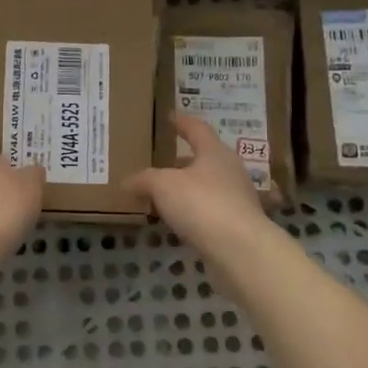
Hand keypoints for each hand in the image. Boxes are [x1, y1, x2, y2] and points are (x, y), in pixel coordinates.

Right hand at [126, 114, 275, 264]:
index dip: (181, 122)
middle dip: (182, 161)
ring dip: (185, 189)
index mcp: (215, 152)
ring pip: (206, 187)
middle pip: (204, 159)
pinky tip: (175, 222)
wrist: (241, 251)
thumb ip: (144, 180)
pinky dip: (191, 212)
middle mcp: (230, 171)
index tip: (169, 116)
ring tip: (162, 196)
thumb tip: (126, 181)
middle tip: (161, 163)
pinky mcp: (236, 226)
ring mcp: (236, 200)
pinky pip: (208, 211)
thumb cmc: (202, 204)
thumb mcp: (163, 185)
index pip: (197, 129)